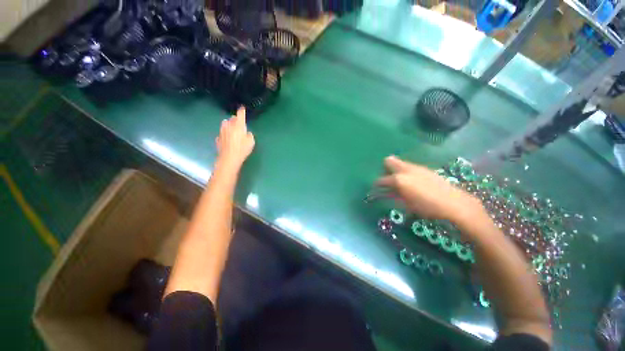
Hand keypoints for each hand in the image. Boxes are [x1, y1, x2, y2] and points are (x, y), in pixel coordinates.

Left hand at [215, 107, 254, 168]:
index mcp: (238, 125)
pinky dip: (225, 134)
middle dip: (235, 120)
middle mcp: (229, 126)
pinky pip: (222, 134)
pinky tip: (228, 139)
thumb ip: (249, 135)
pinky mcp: (218, 139)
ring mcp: (222, 132)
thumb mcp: (251, 142)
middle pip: (231, 119)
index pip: (240, 115)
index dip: (241, 111)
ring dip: (229, 125)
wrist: (229, 158)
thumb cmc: (242, 149)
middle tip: (239, 124)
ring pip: (225, 125)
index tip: (242, 108)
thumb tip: (246, 133)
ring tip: (233, 130)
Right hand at [376, 156, 483, 222]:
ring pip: (400, 163)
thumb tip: (385, 193)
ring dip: (396, 170)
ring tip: (401, 182)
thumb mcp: (406, 204)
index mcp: (398, 179)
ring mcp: (416, 167)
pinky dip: (406, 172)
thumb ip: (393, 196)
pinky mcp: (425, 169)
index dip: (376, 184)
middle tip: (388, 180)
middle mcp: (405, 170)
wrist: (454, 203)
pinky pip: (410, 167)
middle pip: (389, 161)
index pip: (381, 180)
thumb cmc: (427, 207)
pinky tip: (413, 182)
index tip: (375, 188)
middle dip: (385, 169)